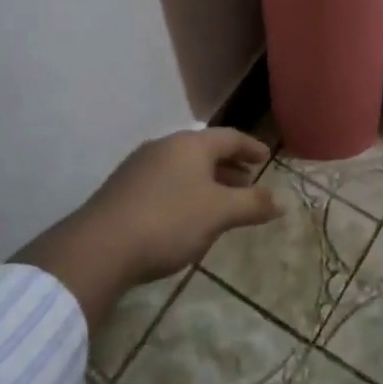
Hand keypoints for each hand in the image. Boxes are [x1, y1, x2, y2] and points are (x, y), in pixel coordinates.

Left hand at [15, 128, 278, 326]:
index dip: (251, 147)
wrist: (101, 246)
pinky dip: (186, 191)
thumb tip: (281, 201)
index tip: (266, 158)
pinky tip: (187, 215)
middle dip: (229, 165)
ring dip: (207, 180)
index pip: (229, 137)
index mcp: (190, 144)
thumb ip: (252, 204)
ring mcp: (140, 166)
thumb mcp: (218, 213)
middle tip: (248, 182)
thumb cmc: (169, 221)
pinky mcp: (124, 188)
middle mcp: (164, 146)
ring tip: (222, 202)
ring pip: (184, 166)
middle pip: (205, 150)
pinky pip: (165, 181)